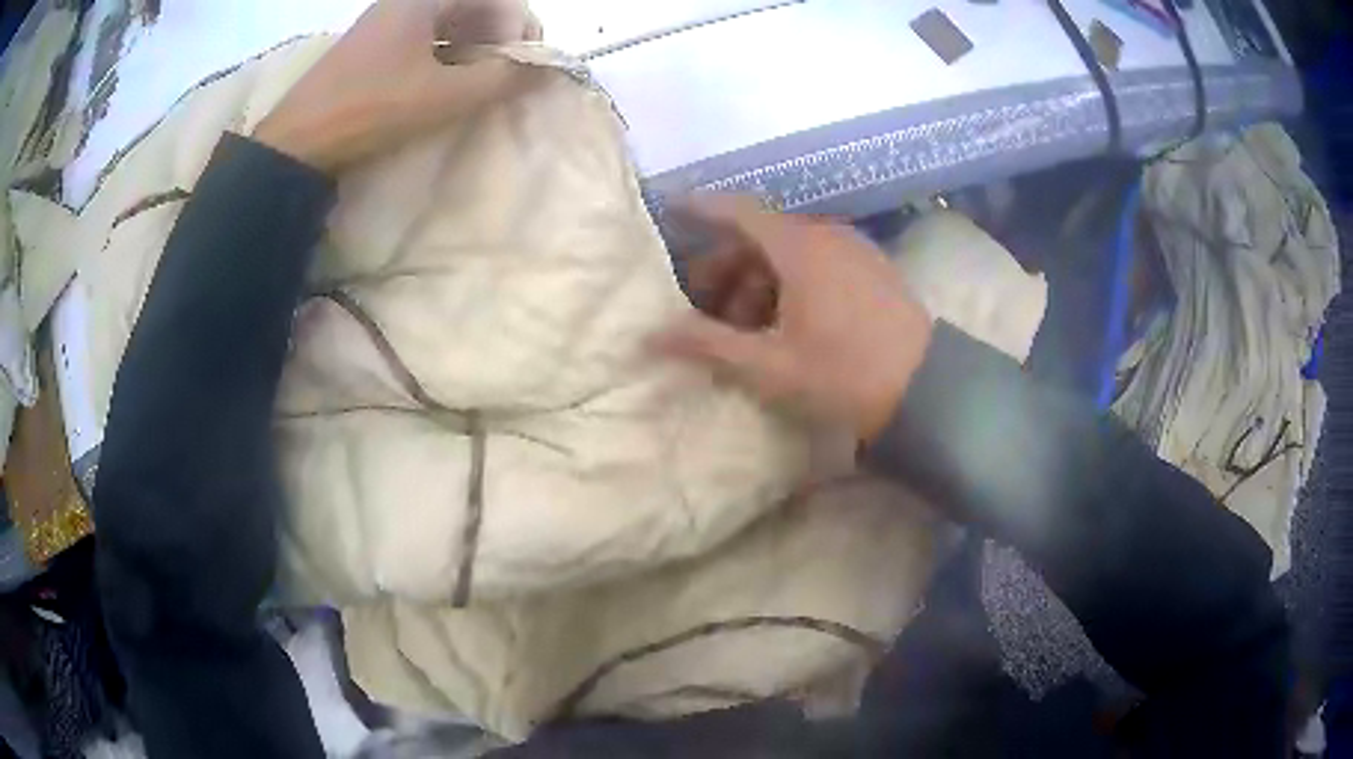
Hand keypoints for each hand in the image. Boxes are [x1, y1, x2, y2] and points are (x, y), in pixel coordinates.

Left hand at [254, 0, 541, 171]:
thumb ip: (501, 78)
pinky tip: (446, 85)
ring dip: (475, 49)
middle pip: (475, 7)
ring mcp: (388, 21)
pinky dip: (447, 57)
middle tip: (506, 75)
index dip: (522, 27)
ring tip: (478, 85)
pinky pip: (426, 39)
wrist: (297, 142)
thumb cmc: (370, 109)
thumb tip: (548, 69)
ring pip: (451, 23)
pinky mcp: (375, 45)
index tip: (526, 65)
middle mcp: (407, 1)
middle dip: (500, 38)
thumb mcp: (443, 95)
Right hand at [654, 196, 933, 442]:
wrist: (925, 390)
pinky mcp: (872, 269)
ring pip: (791, 252)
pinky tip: (786, 323)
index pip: (738, 211)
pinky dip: (790, 282)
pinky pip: (818, 262)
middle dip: (727, 267)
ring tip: (745, 328)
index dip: (701, 208)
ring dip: (758, 281)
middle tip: (704, 309)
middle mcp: (826, 236)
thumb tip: (649, 336)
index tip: (671, 209)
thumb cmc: (843, 373)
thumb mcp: (769, 364)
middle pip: (762, 237)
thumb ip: (707, 344)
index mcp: (799, 248)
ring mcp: (854, 250)